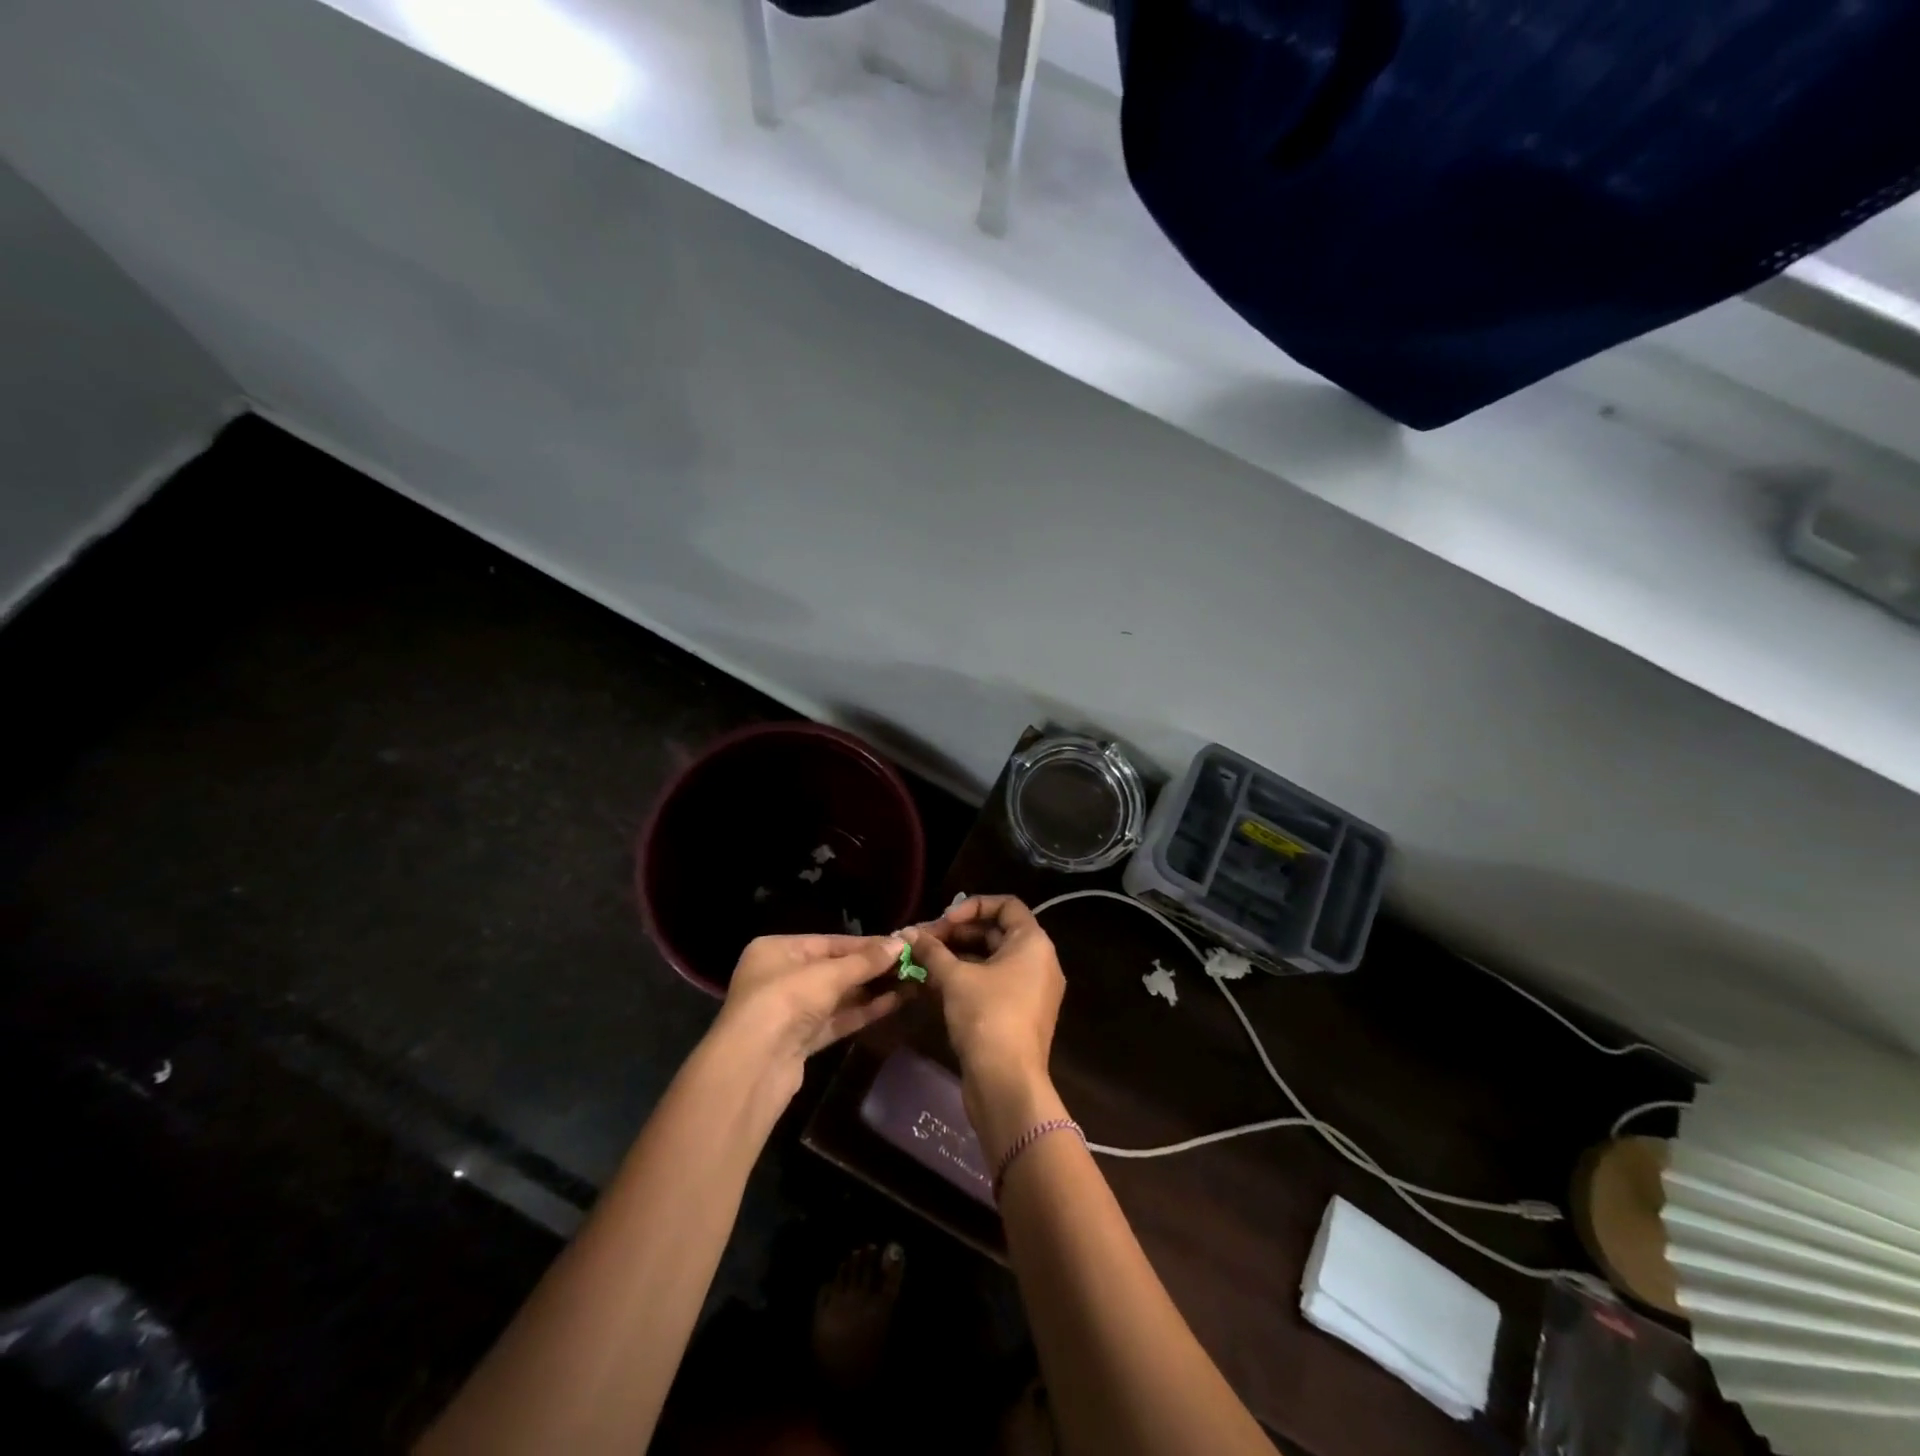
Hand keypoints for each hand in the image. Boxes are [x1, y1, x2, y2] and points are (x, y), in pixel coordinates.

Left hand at [712, 935, 908, 1096]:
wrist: (753, 1067)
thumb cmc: (785, 1001)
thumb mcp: (828, 974)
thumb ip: (866, 960)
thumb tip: (901, 943)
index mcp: (776, 950)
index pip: (828, 942)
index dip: (865, 944)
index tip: (900, 945)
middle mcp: (780, 976)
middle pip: (834, 969)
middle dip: (871, 969)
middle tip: (910, 964)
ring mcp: (789, 1011)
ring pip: (837, 996)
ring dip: (871, 990)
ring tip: (910, 983)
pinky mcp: (800, 1040)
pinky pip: (836, 1019)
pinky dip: (862, 1012)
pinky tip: (894, 1003)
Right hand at [904, 896, 1063, 1094]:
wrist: (1007, 1084)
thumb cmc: (987, 1017)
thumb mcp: (955, 978)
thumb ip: (932, 950)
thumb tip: (907, 933)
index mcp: (1033, 944)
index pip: (1007, 905)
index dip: (973, 906)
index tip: (944, 920)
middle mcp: (1038, 962)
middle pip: (996, 932)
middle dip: (956, 934)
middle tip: (923, 941)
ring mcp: (1030, 990)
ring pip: (990, 960)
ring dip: (956, 957)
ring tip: (921, 961)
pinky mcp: (1018, 1014)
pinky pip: (992, 984)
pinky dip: (966, 980)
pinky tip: (932, 984)